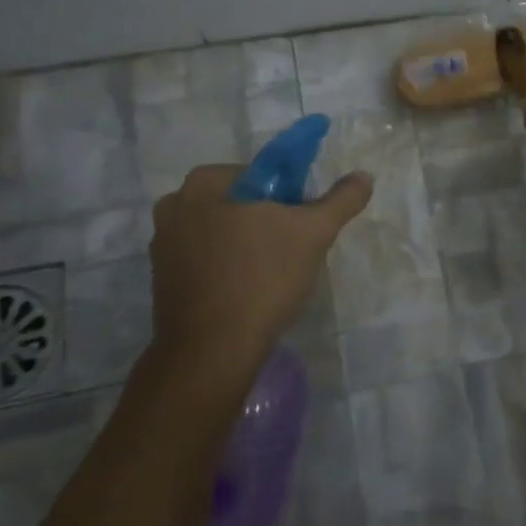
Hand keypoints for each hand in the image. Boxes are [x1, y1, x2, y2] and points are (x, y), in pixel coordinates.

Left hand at [146, 164, 372, 405]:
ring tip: (272, 274)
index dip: (288, 197)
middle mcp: (174, 205)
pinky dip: (226, 267)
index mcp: (204, 183)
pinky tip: (247, 290)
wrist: (212, 351)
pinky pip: (205, 259)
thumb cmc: (262, 278)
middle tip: (292, 250)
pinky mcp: (161, 279)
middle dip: (266, 221)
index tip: (302, 225)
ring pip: (220, 231)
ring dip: (245, 244)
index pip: (260, 174)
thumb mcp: (314, 233)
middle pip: (238, 202)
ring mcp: (162, 245)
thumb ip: (341, 200)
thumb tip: (364, 176)